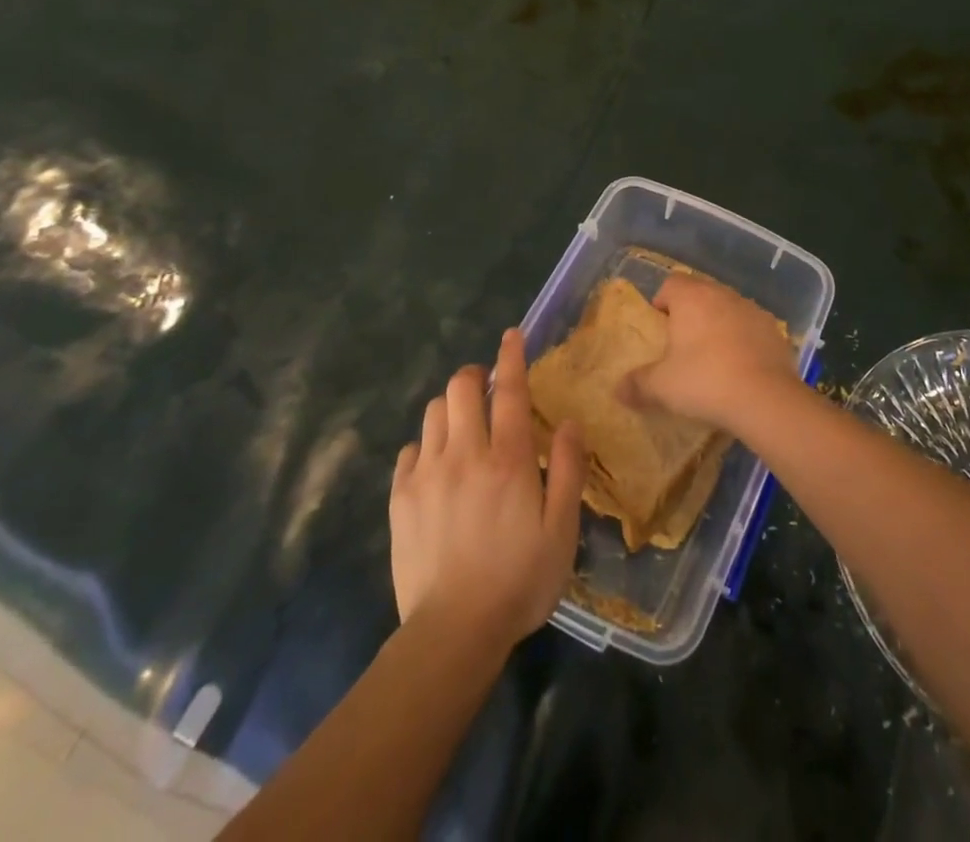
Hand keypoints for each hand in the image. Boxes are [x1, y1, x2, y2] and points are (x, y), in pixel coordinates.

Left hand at [390, 330, 585, 648]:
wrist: (453, 633)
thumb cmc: (519, 582)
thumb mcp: (561, 530)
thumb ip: (567, 470)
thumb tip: (568, 422)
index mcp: (507, 459)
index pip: (508, 390)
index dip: (510, 357)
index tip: (511, 334)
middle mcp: (464, 454)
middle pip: (459, 388)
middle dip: (474, 377)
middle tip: (486, 392)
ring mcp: (427, 474)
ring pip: (432, 413)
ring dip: (450, 409)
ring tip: (463, 428)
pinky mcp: (401, 498)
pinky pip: (410, 450)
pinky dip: (426, 446)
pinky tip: (437, 466)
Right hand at [620, 273, 798, 429]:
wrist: (766, 399)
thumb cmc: (705, 381)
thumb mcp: (661, 387)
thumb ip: (636, 384)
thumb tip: (617, 389)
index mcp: (692, 298)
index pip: (670, 283)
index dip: (662, 302)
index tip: (659, 328)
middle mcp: (722, 294)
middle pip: (700, 294)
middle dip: (690, 314)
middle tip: (682, 346)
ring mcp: (752, 309)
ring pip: (727, 309)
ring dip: (718, 325)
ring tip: (712, 358)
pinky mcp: (774, 330)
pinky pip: (750, 328)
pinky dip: (743, 340)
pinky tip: (740, 367)